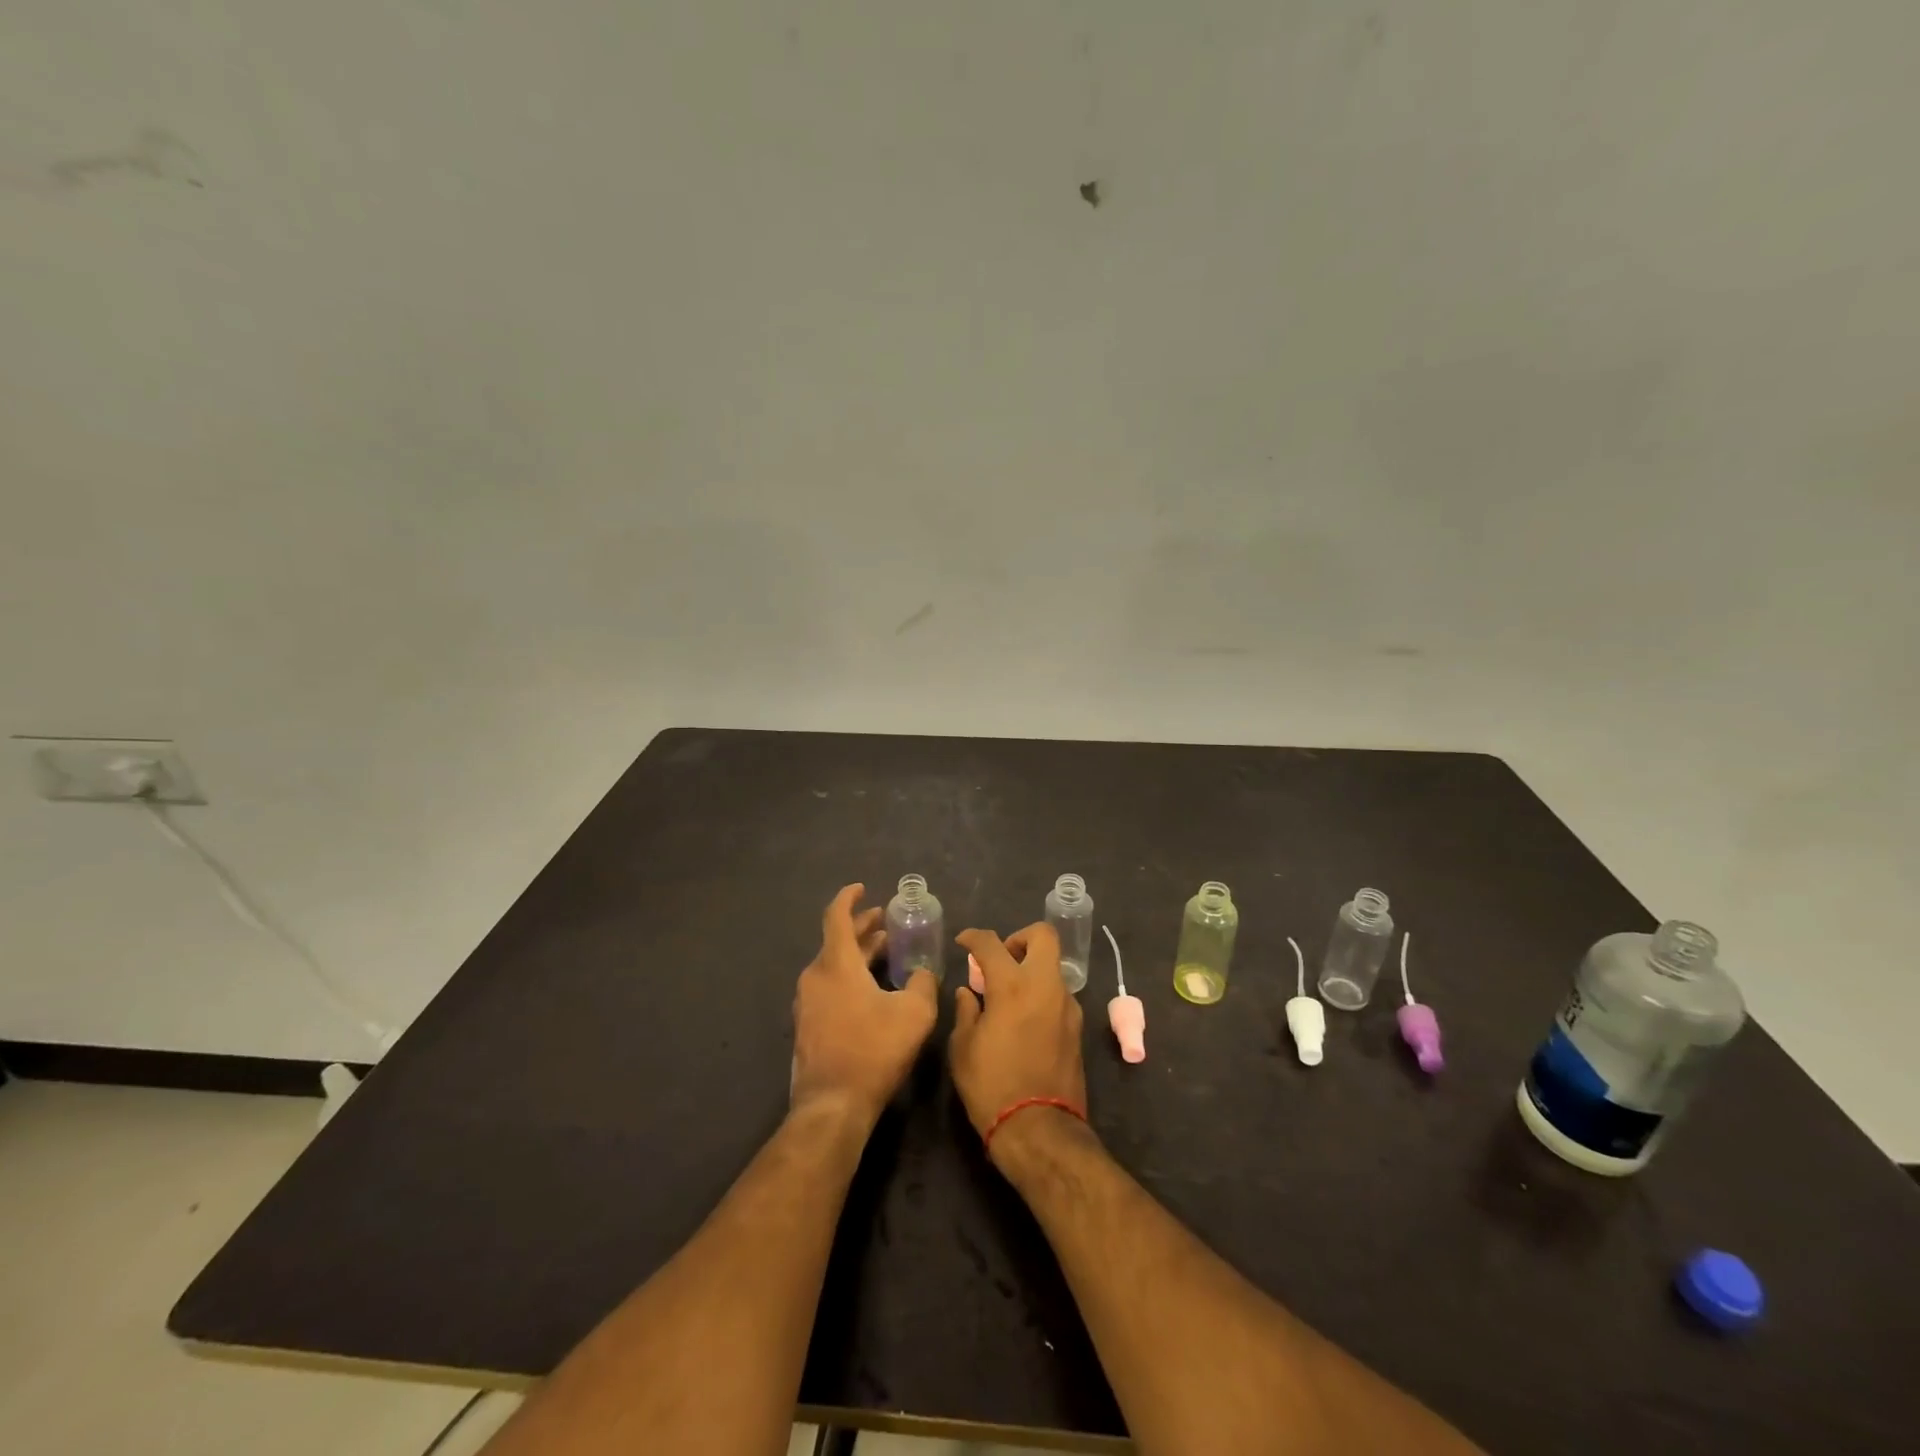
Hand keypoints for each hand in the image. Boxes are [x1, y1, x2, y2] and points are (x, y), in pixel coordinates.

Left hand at [791, 884, 938, 1126]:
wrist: (833, 1106)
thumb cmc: (874, 1050)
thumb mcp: (914, 1012)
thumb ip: (922, 983)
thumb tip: (921, 973)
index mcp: (835, 964)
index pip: (836, 916)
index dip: (849, 898)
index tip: (862, 888)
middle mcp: (815, 976)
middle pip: (836, 940)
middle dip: (862, 928)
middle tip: (885, 922)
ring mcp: (807, 1003)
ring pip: (833, 965)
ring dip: (857, 954)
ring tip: (883, 952)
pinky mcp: (807, 1026)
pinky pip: (828, 987)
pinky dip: (849, 976)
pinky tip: (870, 989)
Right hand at [949, 923, 1087, 1159]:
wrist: (1039, 1130)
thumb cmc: (992, 1086)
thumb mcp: (963, 1048)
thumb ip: (966, 1011)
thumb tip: (968, 992)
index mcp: (1012, 985)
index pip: (991, 943)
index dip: (973, 937)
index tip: (964, 943)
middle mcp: (1045, 986)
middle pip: (1043, 936)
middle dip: (1020, 938)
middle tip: (1001, 959)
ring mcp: (1067, 1005)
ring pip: (1053, 967)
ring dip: (1032, 970)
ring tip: (1009, 996)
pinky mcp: (1077, 1027)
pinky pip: (1058, 995)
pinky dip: (1041, 995)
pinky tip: (1024, 1020)